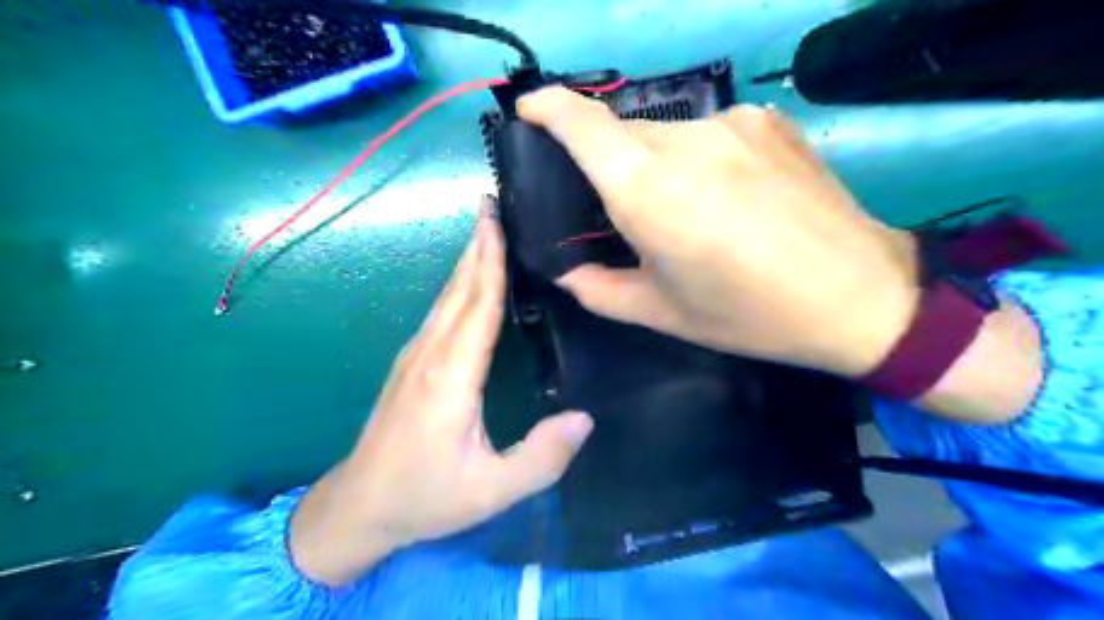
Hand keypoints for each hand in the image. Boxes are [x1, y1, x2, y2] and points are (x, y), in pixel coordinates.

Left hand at [288, 197, 589, 585]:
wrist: (360, 507)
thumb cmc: (426, 497)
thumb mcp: (491, 491)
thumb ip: (541, 458)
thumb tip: (585, 418)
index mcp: (451, 376)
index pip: (478, 305)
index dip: (490, 261)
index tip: (498, 219)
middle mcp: (431, 355)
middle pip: (459, 289)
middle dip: (476, 244)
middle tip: (492, 204)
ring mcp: (415, 357)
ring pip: (446, 297)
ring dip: (466, 260)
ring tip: (485, 230)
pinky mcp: (411, 364)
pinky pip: (440, 312)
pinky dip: (458, 285)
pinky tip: (468, 280)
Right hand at [524, 87, 918, 378]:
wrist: (859, 296)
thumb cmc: (749, 314)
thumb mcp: (662, 314)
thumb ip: (598, 290)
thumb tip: (566, 271)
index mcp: (649, 191)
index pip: (582, 124)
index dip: (548, 108)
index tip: (530, 113)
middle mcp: (686, 141)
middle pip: (623, 134)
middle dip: (610, 165)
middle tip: (628, 212)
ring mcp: (733, 123)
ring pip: (667, 134)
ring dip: (659, 166)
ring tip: (690, 212)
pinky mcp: (769, 121)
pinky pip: (711, 132)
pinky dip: (700, 159)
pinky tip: (730, 196)